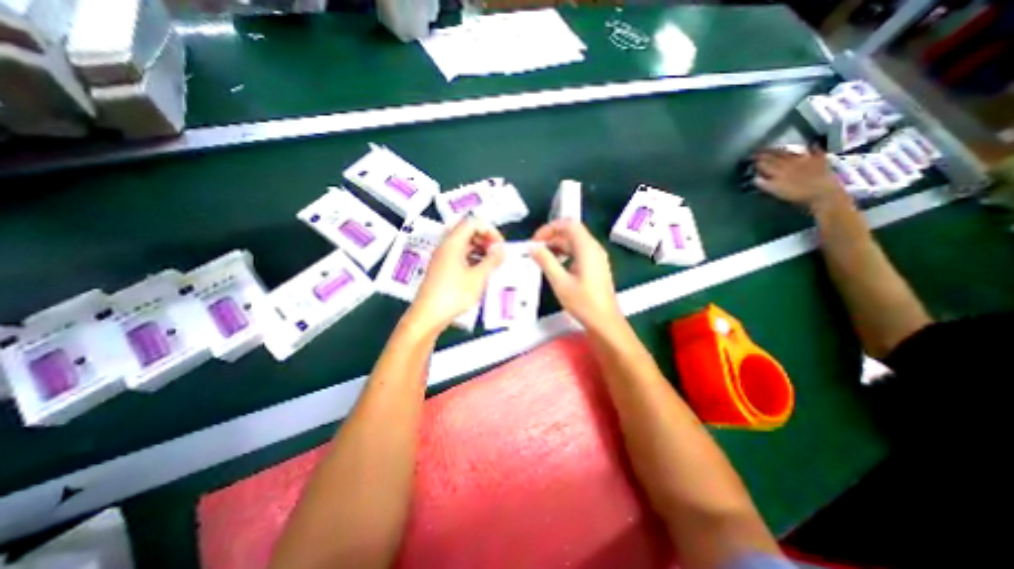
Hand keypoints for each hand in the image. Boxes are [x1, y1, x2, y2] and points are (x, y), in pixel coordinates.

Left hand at [410, 215, 505, 332]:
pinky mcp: (442, 269)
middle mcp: (445, 246)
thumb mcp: (478, 277)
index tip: (500, 245)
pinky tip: (481, 273)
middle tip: (497, 254)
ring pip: (464, 245)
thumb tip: (502, 250)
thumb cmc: (453, 295)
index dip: (490, 230)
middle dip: (485, 240)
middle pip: (467, 232)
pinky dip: (472, 259)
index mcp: (453, 243)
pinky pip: (459, 256)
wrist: (428, 316)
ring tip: (492, 264)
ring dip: (480, 250)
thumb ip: (492, 261)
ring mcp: (442, 258)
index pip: (473, 222)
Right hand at [527, 219, 623, 331]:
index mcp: (587, 249)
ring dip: (557, 246)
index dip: (550, 228)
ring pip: (574, 242)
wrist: (604, 321)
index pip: (569, 224)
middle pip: (571, 232)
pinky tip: (555, 265)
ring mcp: (596, 257)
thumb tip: (533, 247)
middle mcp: (594, 248)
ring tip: (541, 257)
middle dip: (551, 237)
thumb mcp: (560, 282)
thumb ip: (546, 261)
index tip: (536, 240)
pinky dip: (565, 254)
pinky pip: (578, 252)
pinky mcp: (595, 266)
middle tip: (535, 249)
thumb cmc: (583, 302)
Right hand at [753, 144, 849, 209]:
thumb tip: (755, 178)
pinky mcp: (819, 160)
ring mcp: (805, 160)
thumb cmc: (797, 196)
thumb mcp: (776, 192)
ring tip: (774, 148)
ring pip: (790, 152)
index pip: (764, 163)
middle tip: (757, 151)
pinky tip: (810, 144)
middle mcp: (790, 162)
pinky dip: (811, 147)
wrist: (824, 194)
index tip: (749, 159)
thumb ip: (764, 184)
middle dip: (766, 153)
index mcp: (778, 170)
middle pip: (775, 155)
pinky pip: (814, 151)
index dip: (756, 160)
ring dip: (781, 149)